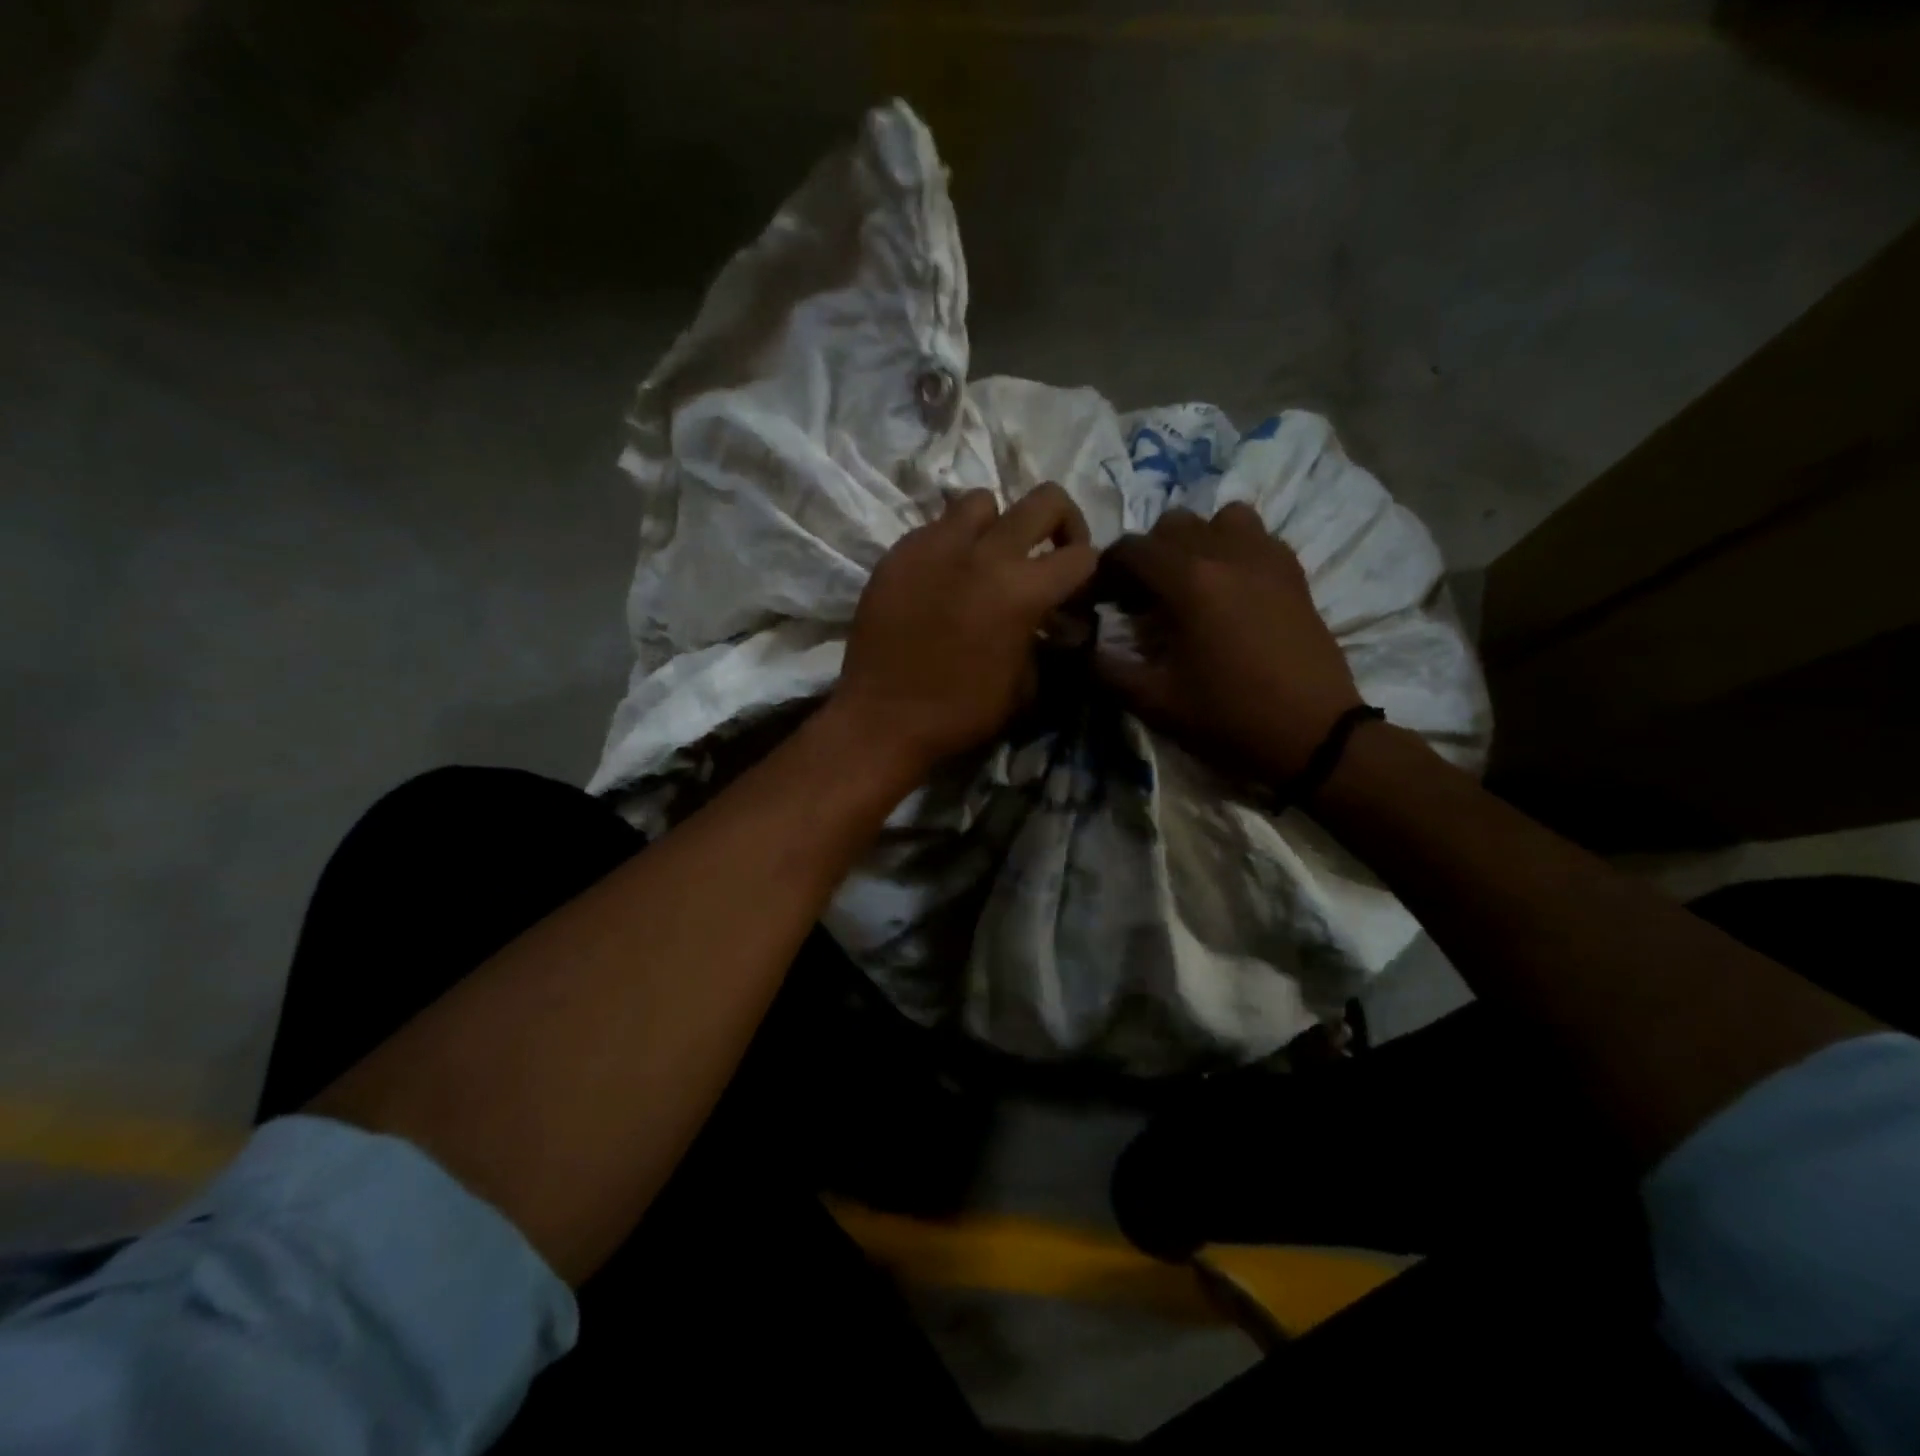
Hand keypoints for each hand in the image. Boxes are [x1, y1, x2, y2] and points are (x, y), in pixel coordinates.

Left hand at [832, 483, 1098, 778]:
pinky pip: (935, 527)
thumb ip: (1043, 642)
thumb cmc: (960, 713)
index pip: (1081, 555)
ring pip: (981, 501)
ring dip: (996, 525)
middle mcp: (985, 554)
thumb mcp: (1024, 687)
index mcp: (1023, 590)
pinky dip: (949, 545)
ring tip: (986, 558)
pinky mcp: (899, 552)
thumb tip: (1047, 624)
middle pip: (1044, 500)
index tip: (1073, 590)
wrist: (883, 718)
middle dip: (1061, 522)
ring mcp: (937, 546)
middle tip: (1048, 552)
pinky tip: (941, 579)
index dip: (1087, 572)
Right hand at [1095, 504, 1363, 783]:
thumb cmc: (1229, 718)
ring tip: (1190, 583)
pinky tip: (1230, 589)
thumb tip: (1076, 646)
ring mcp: (1267, 558)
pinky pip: (1256, 536)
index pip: (1131, 549)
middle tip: (1142, 597)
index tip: (1101, 599)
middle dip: (1147, 555)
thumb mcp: (1154, 702)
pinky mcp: (1293, 572)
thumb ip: (1105, 669)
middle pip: (1172, 525)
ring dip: (1195, 542)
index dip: (1106, 569)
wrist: (1314, 735)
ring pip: (1219, 519)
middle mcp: (1228, 553)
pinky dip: (1233, 548)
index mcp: (1190, 582)